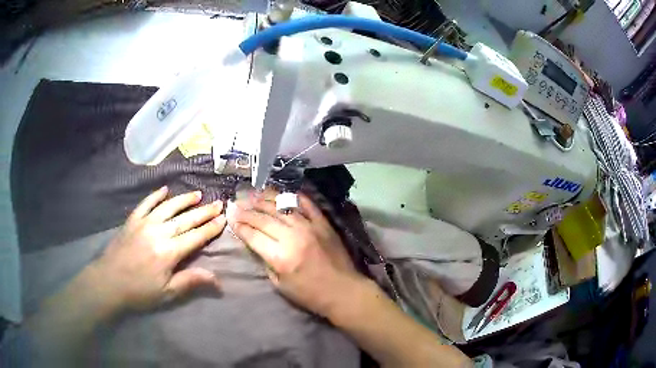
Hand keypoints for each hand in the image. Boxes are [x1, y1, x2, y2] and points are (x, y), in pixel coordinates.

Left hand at [83, 186, 225, 314]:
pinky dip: (156, 195)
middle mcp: (159, 232)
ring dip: (184, 199)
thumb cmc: (139, 291)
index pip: (195, 237)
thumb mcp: (167, 292)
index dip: (210, 228)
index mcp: (169, 252)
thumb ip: (190, 281)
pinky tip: (165, 189)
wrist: (109, 282)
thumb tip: (217, 279)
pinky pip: (146, 203)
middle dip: (203, 211)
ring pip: (168, 207)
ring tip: (197, 194)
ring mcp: (144, 223)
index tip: (223, 219)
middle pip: (185, 219)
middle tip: (218, 203)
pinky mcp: (132, 220)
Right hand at [228, 190, 365, 317]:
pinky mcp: (323, 223)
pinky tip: (281, 193)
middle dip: (246, 210)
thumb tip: (255, 242)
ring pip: (281, 206)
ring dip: (264, 199)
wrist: (343, 291)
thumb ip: (266, 262)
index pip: (253, 235)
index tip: (230, 216)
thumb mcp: (280, 285)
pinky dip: (293, 197)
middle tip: (235, 203)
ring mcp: (309, 227)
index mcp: (280, 257)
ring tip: (252, 194)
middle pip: (263, 218)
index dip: (239, 225)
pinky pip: (306, 204)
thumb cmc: (309, 294)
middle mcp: (293, 237)